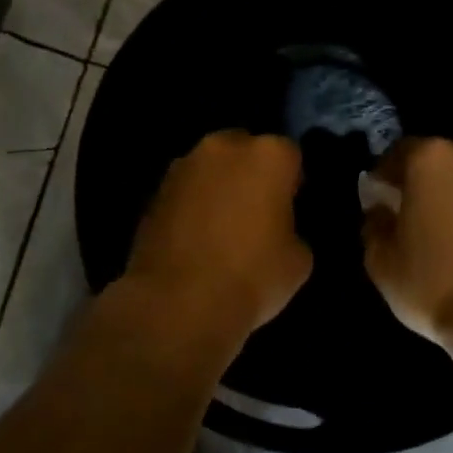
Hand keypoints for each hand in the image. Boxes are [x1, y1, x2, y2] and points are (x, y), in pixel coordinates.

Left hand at [125, 131, 312, 339]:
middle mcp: (223, 147)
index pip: (290, 155)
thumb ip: (292, 229)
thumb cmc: (252, 277)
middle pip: (245, 150)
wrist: (178, 304)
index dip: (292, 182)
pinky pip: (185, 191)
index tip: (290, 209)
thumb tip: (277, 230)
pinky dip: (192, 205)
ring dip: (219, 187)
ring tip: (222, 227)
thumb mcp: (299, 260)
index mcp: (268, 155)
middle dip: (251, 174)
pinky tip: (196, 238)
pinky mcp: (153, 191)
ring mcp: (183, 166)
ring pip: (211, 168)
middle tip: (256, 213)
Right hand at [361, 138, 452, 353]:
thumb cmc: (434, 283)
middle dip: (421, 185)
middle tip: (409, 217)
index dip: (383, 178)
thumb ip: (374, 226)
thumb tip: (380, 212)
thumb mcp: (381, 262)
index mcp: (430, 159)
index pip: (397, 154)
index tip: (377, 202)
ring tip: (444, 234)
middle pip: (437, 162)